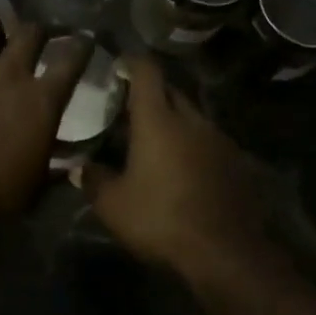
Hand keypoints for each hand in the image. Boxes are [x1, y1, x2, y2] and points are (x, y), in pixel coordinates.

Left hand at [0, 11, 91, 223]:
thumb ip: (54, 163)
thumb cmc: (2, 196)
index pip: (72, 59)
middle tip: (32, 43)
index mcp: (43, 100)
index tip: (82, 43)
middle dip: (36, 32)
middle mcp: (9, 75)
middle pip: (30, 31)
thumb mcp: (40, 180)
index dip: (81, 46)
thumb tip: (69, 168)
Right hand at [81, 57, 271, 283]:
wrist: (225, 252)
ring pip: (192, 117)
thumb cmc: (161, 219)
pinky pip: (209, 142)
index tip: (119, 63)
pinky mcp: (236, 162)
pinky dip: (193, 145)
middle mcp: (191, 120)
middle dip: (152, 93)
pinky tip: (183, 167)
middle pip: (171, 92)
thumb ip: (94, 180)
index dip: (132, 62)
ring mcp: (219, 140)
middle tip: (130, 106)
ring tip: (156, 140)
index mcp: (158, 120)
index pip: (147, 72)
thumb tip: (79, 168)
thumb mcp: (113, 205)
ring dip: (174, 121)